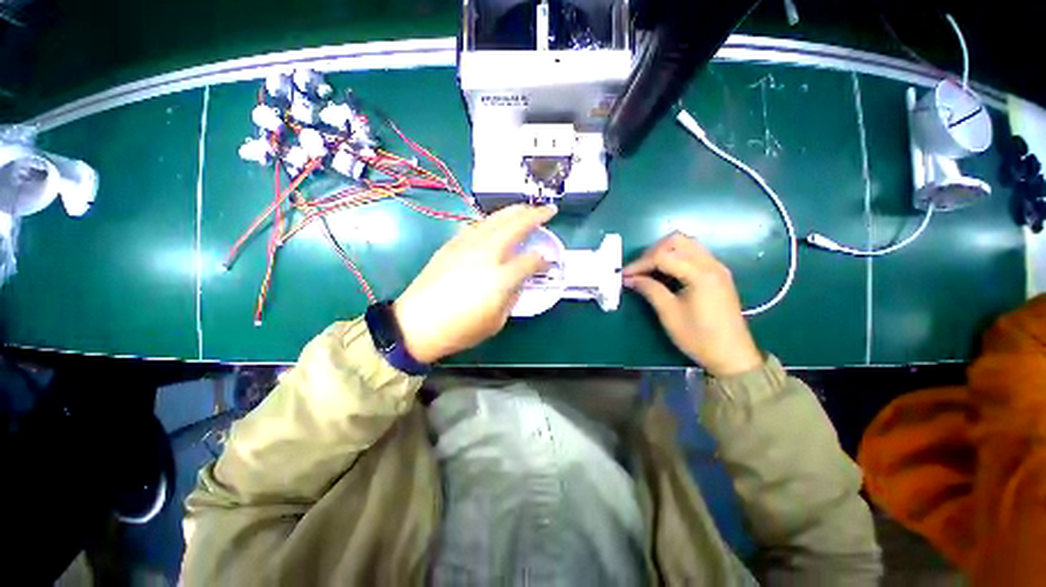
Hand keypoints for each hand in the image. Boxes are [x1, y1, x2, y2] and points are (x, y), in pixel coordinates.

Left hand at [392, 204, 556, 362]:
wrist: (416, 324)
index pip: (530, 260)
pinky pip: (478, 225)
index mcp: (500, 277)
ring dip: (514, 211)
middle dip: (535, 215)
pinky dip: (492, 221)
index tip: (547, 261)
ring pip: (495, 219)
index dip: (543, 260)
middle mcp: (486, 253)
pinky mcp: (452, 244)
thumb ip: (512, 295)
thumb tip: (519, 279)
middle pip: (515, 225)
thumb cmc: (460, 329)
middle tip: (548, 210)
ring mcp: (467, 245)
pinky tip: (496, 224)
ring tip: (526, 210)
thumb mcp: (497, 321)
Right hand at [622, 232, 762, 377]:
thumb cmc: (699, 337)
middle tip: (638, 270)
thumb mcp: (669, 314)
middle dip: (652, 252)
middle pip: (677, 241)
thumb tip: (629, 278)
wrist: (732, 355)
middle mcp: (711, 264)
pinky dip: (676, 257)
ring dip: (664, 252)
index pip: (663, 256)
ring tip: (649, 270)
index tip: (624, 275)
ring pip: (687, 244)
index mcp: (700, 274)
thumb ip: (649, 290)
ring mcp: (717, 267)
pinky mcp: (718, 274)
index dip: (640, 264)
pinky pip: (694, 254)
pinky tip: (665, 273)